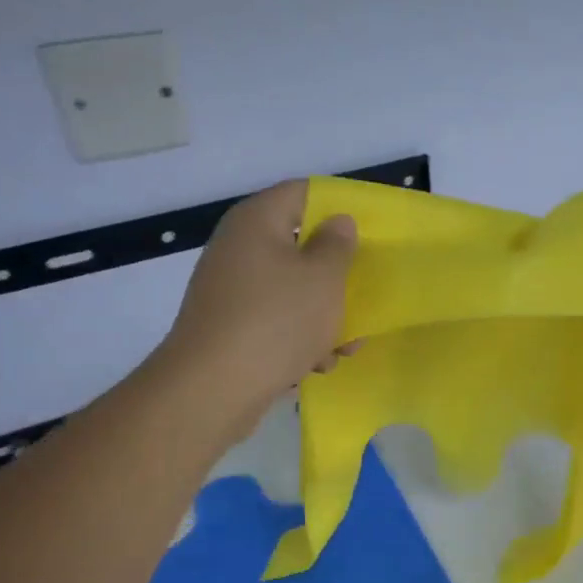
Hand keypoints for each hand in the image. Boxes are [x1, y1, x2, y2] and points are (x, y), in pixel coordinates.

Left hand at [161, 180, 357, 406]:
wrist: (212, 389)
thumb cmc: (276, 321)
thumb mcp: (323, 279)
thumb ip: (338, 245)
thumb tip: (337, 222)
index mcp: (257, 221)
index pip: (304, 192)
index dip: (339, 206)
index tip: (371, 231)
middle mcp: (238, 248)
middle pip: (299, 245)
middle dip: (335, 273)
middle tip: (365, 291)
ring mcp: (230, 290)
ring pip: (291, 288)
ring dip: (323, 313)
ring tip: (347, 344)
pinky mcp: (229, 327)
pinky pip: (275, 320)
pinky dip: (298, 336)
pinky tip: (317, 363)